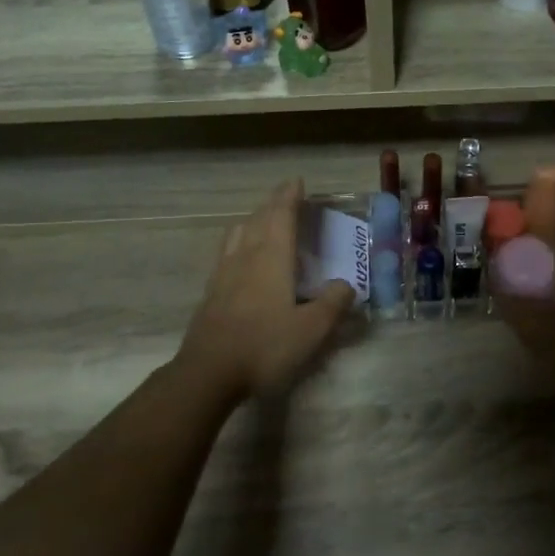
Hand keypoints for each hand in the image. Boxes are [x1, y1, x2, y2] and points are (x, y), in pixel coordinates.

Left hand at [177, 179, 355, 401]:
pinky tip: (240, 258)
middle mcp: (246, 258)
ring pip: (237, 234)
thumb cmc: (265, 346)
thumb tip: (346, 284)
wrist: (208, 373)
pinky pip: (226, 253)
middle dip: (272, 204)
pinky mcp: (211, 293)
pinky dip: (238, 242)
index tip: (296, 181)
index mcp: (272, 259)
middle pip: (258, 220)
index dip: (289, 197)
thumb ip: (333, 304)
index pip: (281, 217)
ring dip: (252, 220)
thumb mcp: (311, 330)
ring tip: (261, 220)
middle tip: (285, 196)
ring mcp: (224, 274)